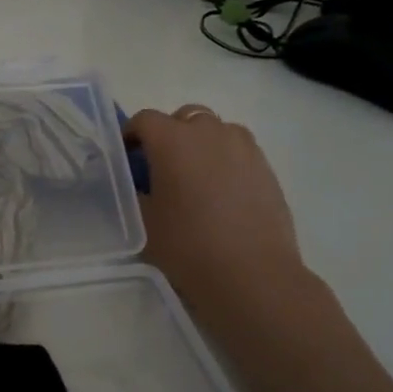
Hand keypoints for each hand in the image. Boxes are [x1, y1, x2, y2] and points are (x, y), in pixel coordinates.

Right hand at [124, 104, 308, 322]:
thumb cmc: (187, 245)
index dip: (131, 135)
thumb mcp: (143, 220)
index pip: (145, 120)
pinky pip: (238, 151)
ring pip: (215, 131)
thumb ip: (133, 191)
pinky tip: (220, 194)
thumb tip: (133, 182)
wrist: (251, 274)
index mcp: (173, 140)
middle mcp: (210, 133)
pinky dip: (224, 161)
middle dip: (169, 134)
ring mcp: (244, 148)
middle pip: (183, 117)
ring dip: (200, 144)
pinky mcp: (266, 168)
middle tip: (160, 168)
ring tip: (194, 178)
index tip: (126, 158)